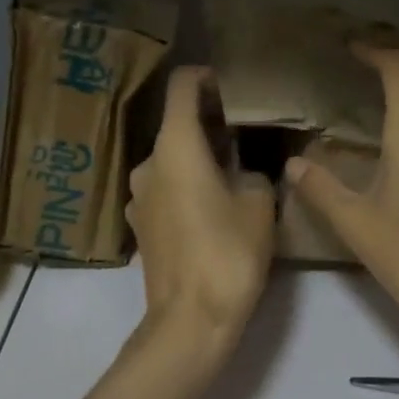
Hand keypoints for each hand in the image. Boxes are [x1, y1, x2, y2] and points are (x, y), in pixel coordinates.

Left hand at [126, 66, 275, 364]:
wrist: (189, 322)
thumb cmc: (228, 253)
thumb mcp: (260, 204)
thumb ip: (257, 173)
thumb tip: (250, 172)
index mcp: (175, 146)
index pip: (182, 86)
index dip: (206, 77)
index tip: (232, 87)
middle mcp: (148, 163)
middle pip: (177, 124)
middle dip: (211, 123)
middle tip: (247, 132)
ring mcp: (138, 196)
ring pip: (171, 160)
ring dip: (199, 157)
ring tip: (235, 171)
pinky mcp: (140, 225)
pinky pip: (165, 189)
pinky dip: (187, 185)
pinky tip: (214, 206)